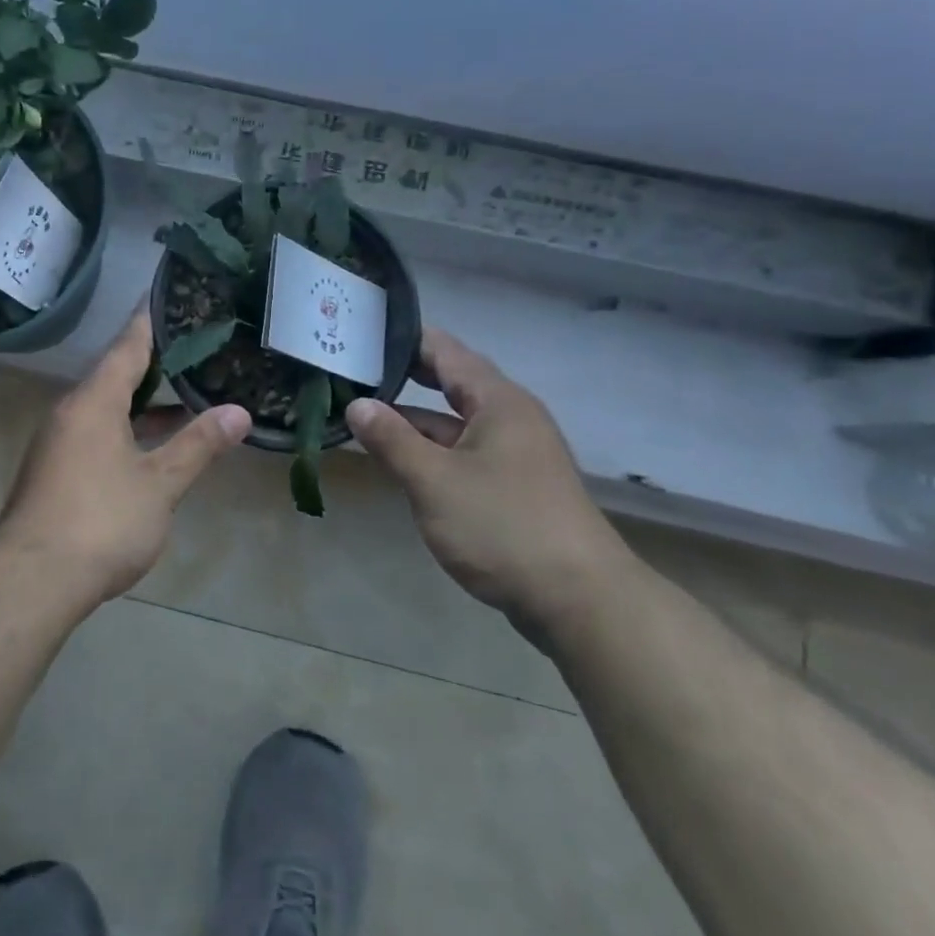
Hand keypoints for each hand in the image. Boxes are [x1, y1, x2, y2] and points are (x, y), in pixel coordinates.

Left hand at [0, 311, 250, 600]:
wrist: (32, 580)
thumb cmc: (101, 521)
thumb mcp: (159, 484)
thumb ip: (198, 445)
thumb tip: (239, 412)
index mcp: (94, 401)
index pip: (127, 345)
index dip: (149, 319)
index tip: (165, 292)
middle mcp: (71, 412)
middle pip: (115, 374)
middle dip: (153, 360)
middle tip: (191, 343)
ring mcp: (59, 442)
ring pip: (107, 407)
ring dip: (143, 401)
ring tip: (185, 392)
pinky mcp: (56, 470)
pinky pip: (98, 432)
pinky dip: (128, 428)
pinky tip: (154, 445)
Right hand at [346, 329, 631, 624]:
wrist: (581, 602)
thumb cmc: (503, 527)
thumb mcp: (434, 481)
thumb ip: (392, 439)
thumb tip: (357, 405)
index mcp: (498, 402)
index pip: (445, 350)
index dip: (404, 339)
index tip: (361, 333)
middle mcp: (510, 418)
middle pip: (451, 383)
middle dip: (404, 377)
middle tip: (354, 370)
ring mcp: (514, 454)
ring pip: (454, 423)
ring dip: (413, 420)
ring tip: (361, 415)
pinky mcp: (513, 487)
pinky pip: (463, 452)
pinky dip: (431, 450)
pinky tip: (399, 461)